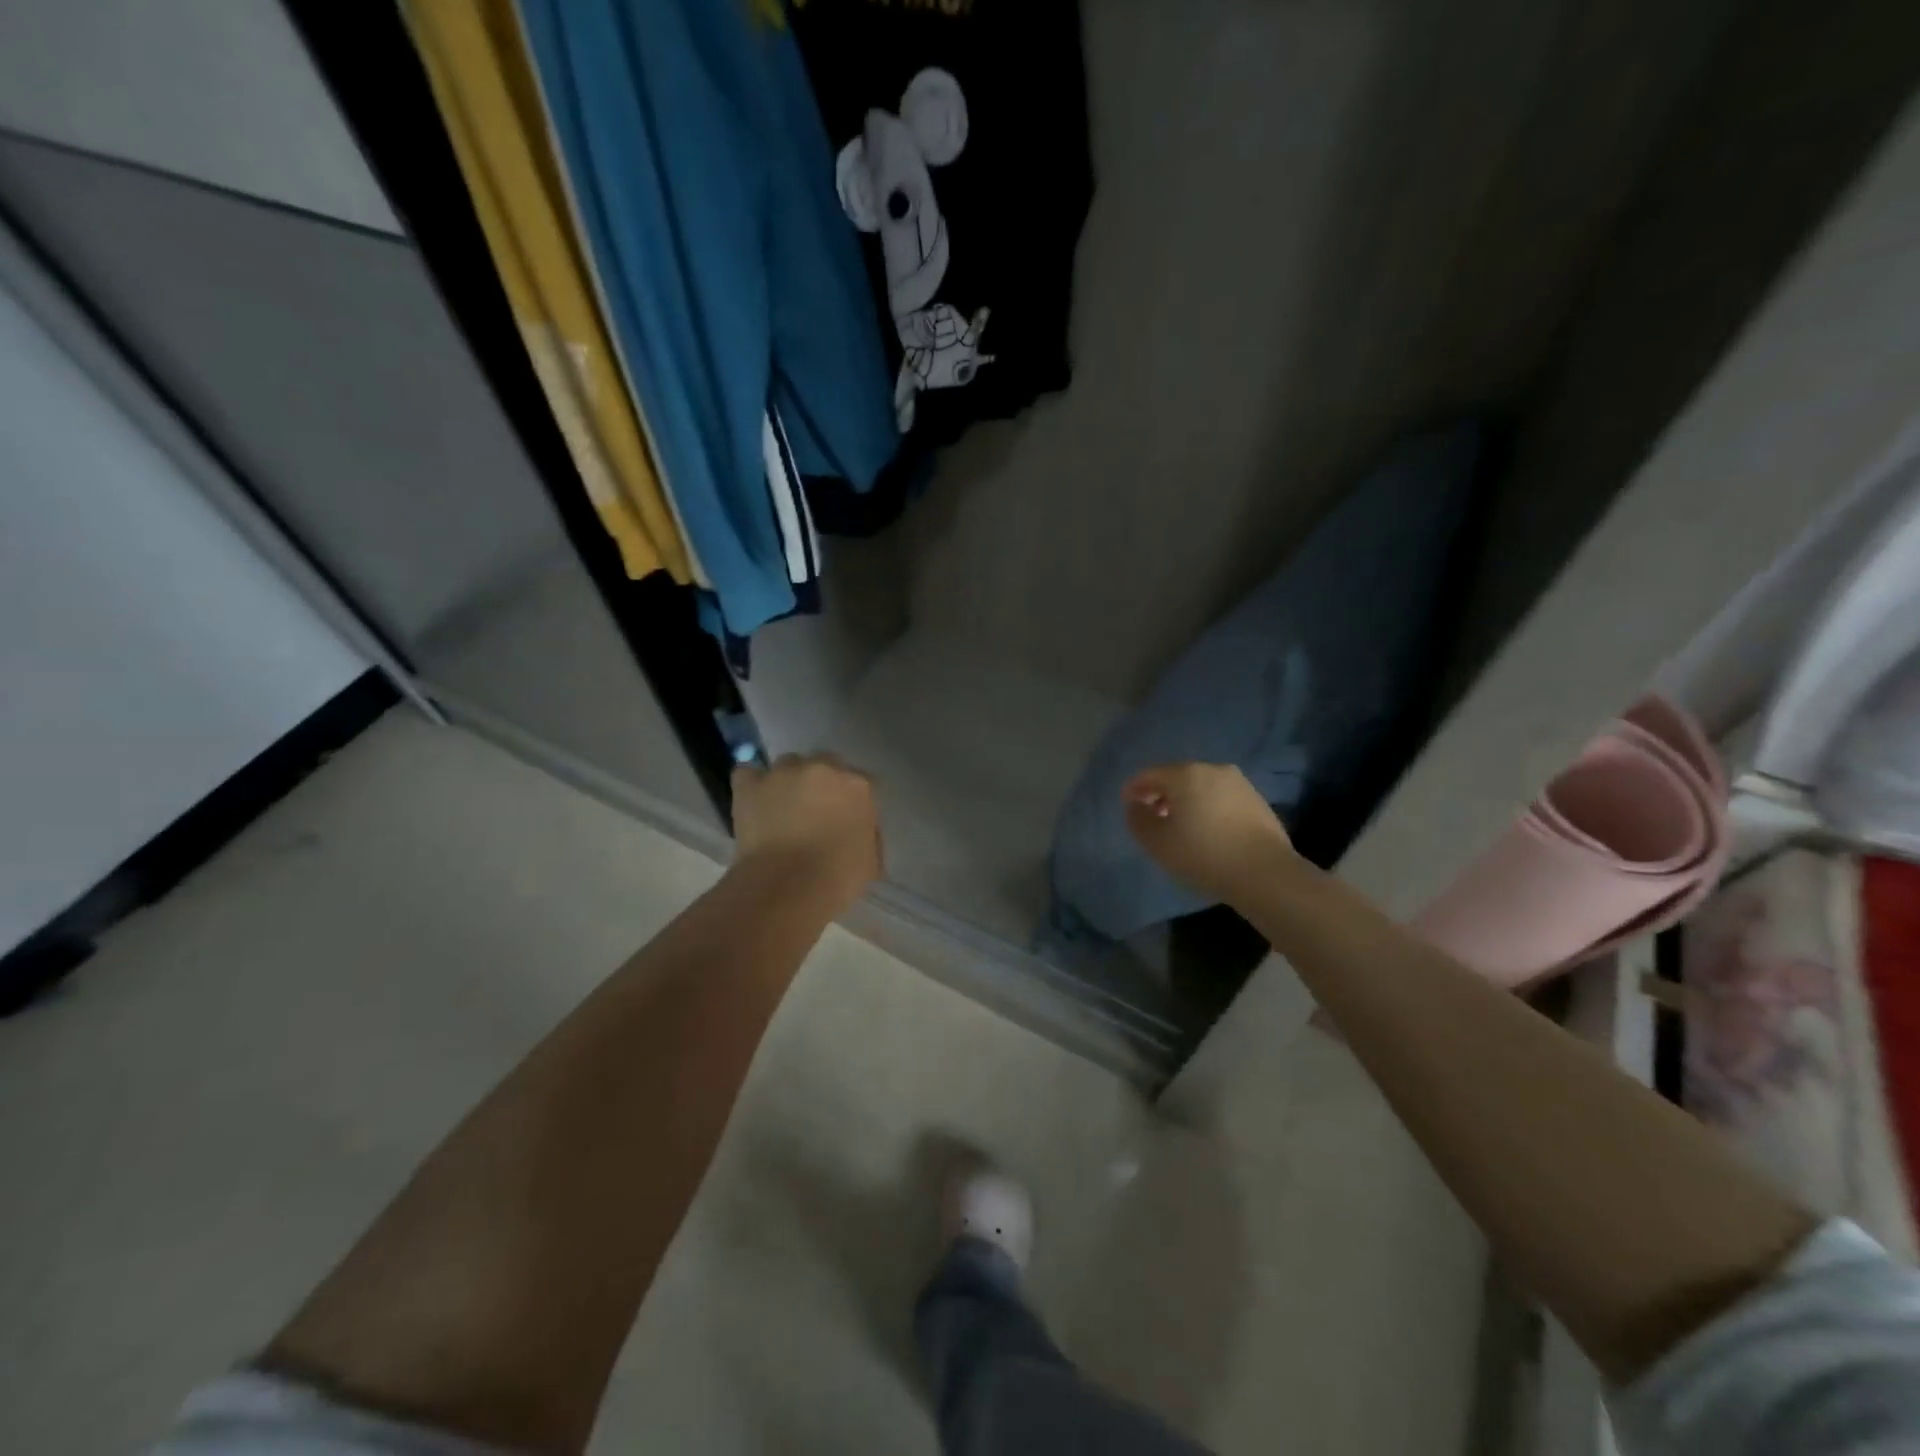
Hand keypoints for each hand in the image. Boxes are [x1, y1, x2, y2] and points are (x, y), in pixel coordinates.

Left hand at [731, 754, 881, 907]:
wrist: (787, 887)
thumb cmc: (837, 878)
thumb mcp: (870, 861)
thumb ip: (867, 835)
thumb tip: (857, 830)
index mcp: (858, 786)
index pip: (861, 782)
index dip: (851, 800)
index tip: (846, 819)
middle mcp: (823, 768)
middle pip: (825, 764)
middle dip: (821, 784)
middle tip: (814, 812)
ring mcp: (783, 773)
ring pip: (788, 765)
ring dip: (788, 781)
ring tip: (781, 808)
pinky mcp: (750, 784)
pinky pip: (748, 773)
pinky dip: (751, 784)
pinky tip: (754, 801)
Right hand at [1122, 763, 1294, 904]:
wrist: (1265, 873)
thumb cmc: (1203, 854)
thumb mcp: (1157, 842)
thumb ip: (1138, 820)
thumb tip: (1135, 806)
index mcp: (1185, 774)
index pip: (1150, 775)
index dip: (1134, 789)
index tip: (1127, 805)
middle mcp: (1213, 770)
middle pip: (1177, 777)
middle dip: (1161, 794)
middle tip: (1152, 816)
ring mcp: (1239, 784)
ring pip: (1201, 787)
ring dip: (1186, 801)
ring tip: (1180, 826)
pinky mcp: (1257, 801)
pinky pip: (1221, 798)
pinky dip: (1207, 808)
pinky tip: (1207, 831)